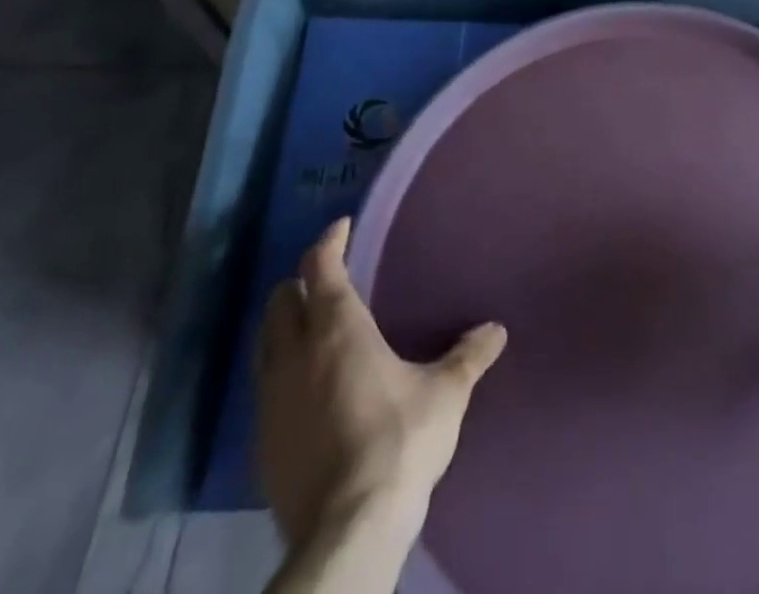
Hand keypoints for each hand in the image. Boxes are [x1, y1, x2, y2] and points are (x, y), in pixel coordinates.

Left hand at [257, 217, 507, 549]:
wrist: (347, 530)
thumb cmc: (400, 441)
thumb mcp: (446, 393)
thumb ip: (468, 355)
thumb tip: (496, 330)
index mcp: (337, 329)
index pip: (320, 267)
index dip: (329, 241)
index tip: (342, 227)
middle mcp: (295, 355)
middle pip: (280, 301)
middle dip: (301, 282)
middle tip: (328, 279)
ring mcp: (271, 401)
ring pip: (265, 344)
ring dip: (285, 327)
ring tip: (314, 330)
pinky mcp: (262, 443)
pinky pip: (265, 387)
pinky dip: (281, 371)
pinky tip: (308, 389)